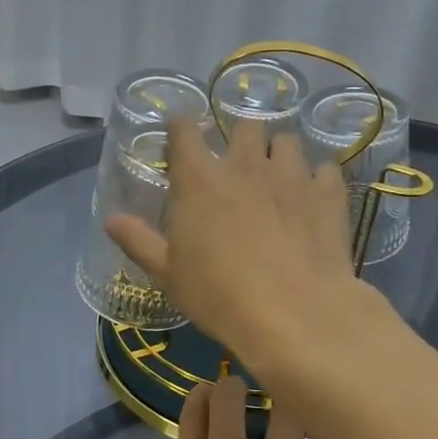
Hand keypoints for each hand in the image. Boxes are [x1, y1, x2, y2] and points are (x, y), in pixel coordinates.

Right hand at [107, 119, 358, 361]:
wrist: (295, 313)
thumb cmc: (219, 295)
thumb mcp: (169, 274)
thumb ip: (139, 241)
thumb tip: (110, 219)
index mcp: (200, 179)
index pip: (184, 129)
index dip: (182, 127)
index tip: (182, 135)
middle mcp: (245, 164)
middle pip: (244, 125)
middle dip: (241, 138)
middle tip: (240, 165)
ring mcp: (290, 174)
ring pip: (286, 141)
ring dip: (279, 154)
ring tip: (279, 179)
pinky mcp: (327, 191)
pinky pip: (324, 168)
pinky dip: (318, 179)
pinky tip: (314, 200)